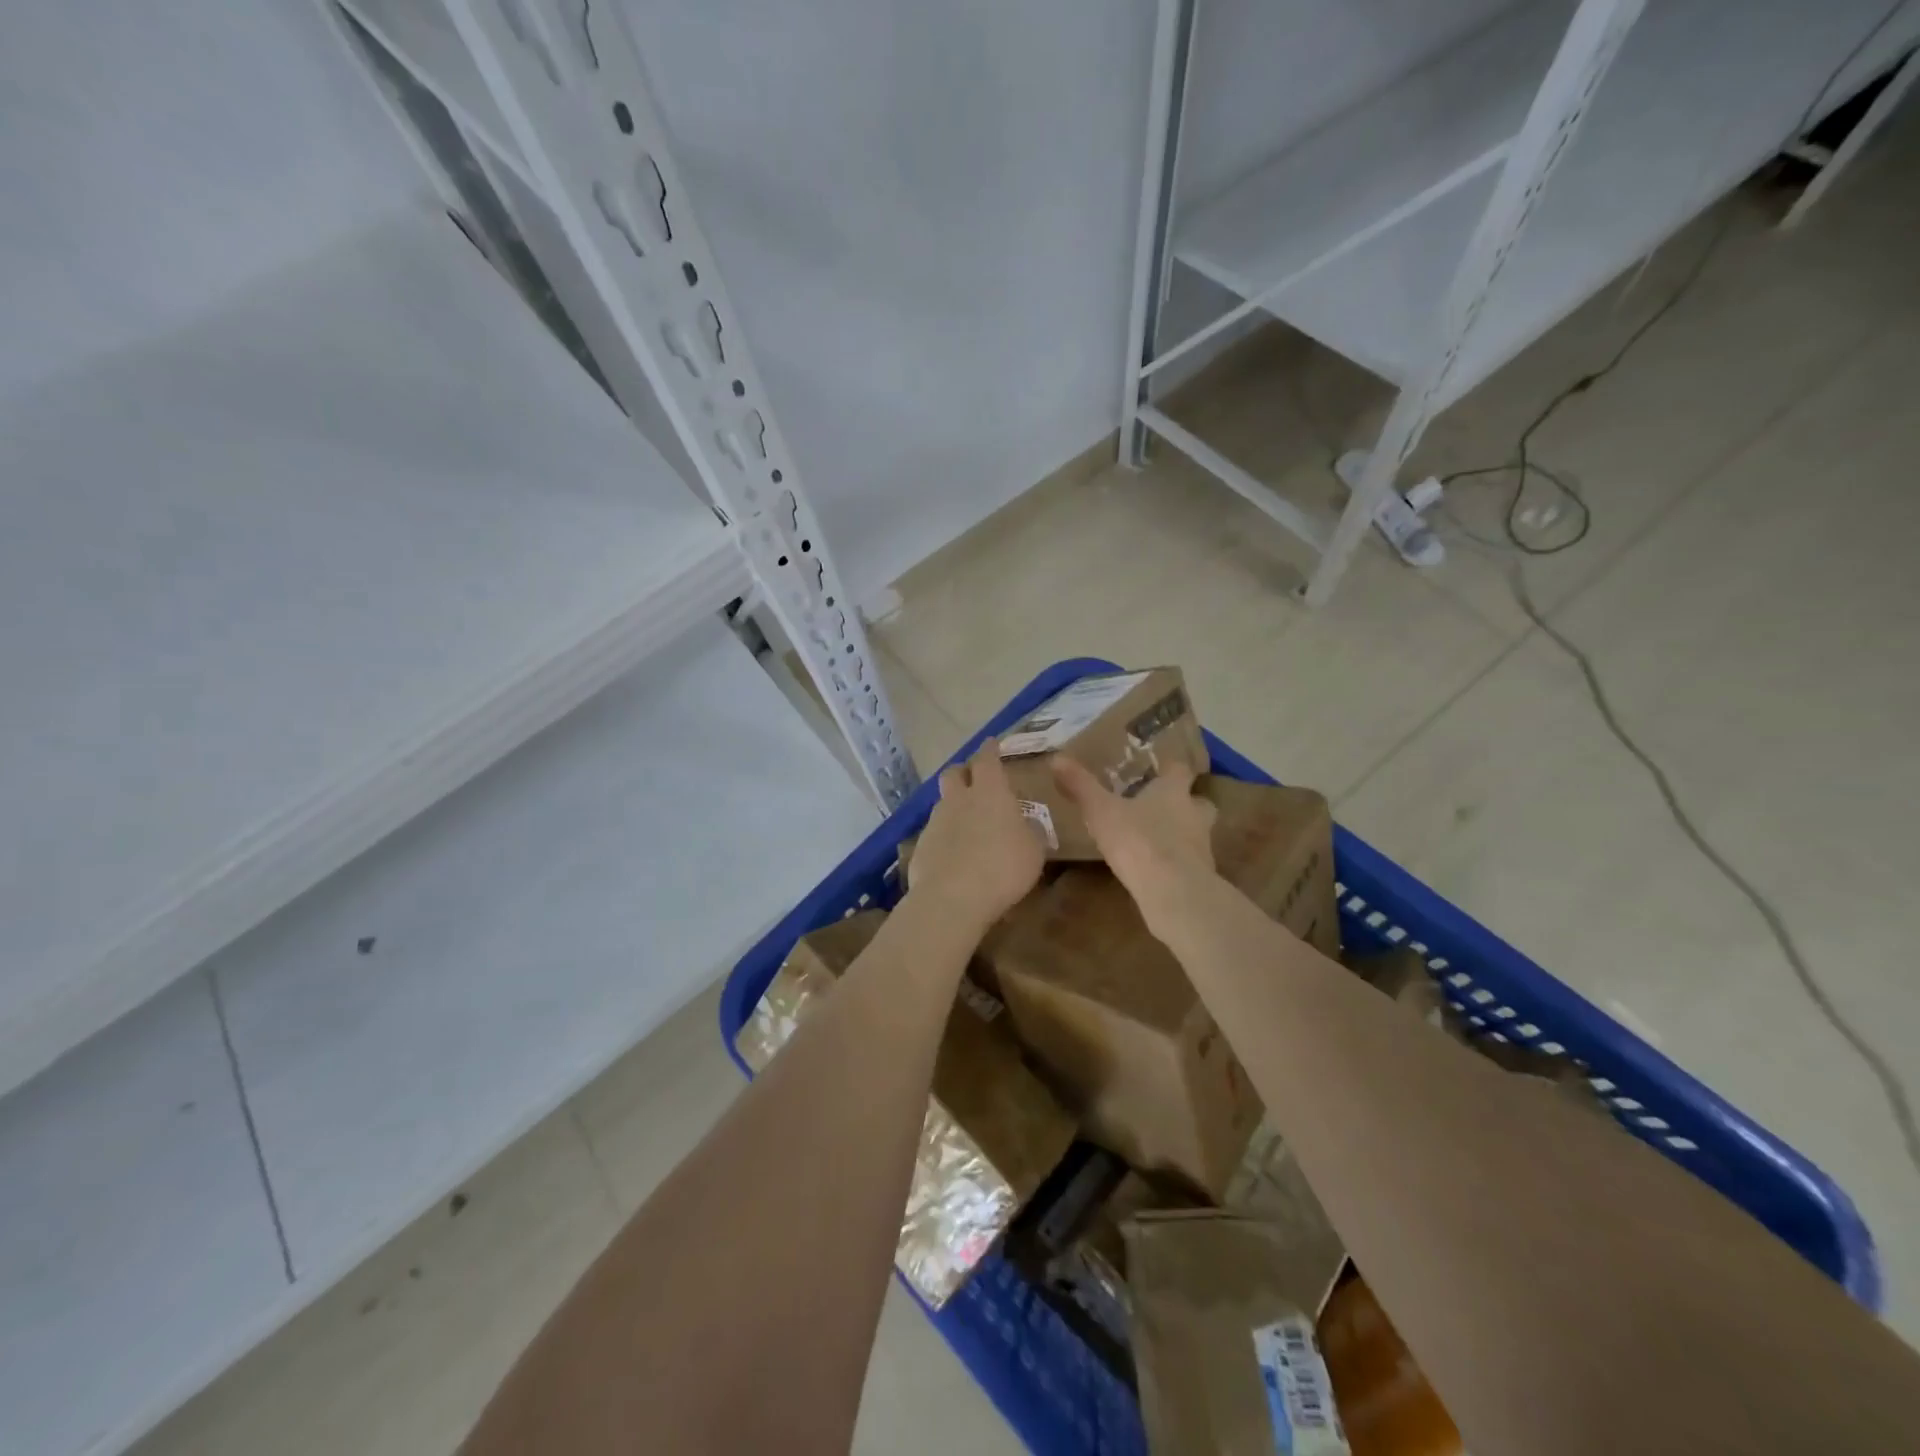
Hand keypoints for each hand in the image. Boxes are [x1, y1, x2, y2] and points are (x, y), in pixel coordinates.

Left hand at [906, 740, 1044, 935]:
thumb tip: (1026, 825)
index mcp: (990, 792)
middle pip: (954, 773)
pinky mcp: (921, 846)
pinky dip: (945, 836)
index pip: (987, 759)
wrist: (952, 898)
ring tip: (967, 822)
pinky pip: (935, 832)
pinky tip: (954, 853)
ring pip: (943, 803)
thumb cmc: (1003, 868)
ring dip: (954, 806)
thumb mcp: (1034, 851)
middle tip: (975, 779)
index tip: (992, 743)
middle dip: (964, 772)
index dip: (990, 750)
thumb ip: (1029, 832)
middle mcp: (959, 799)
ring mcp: (935, 822)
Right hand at [1052, 758, 1217, 932]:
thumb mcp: (1100, 811)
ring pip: (1198, 832)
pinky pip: (1191, 862)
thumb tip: (1056, 758)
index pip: (1180, 770)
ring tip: (1158, 841)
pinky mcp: (1202, 875)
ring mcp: (1202, 845)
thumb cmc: (1137, 840)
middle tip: (1163, 808)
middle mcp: (1194, 813)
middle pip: (1199, 801)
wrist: (1173, 891)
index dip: (1170, 770)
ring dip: (1183, 833)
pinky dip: (1179, 862)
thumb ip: (1081, 786)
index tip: (1158, 771)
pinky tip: (1159, 870)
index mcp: (1173, 791)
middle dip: (1185, 803)